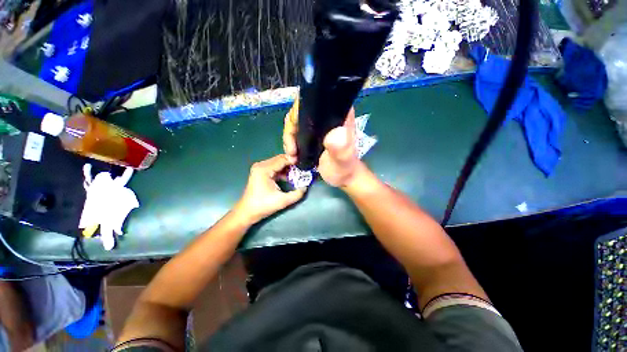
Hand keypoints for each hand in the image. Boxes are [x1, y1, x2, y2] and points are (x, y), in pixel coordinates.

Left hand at [234, 154, 305, 223]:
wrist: (247, 212)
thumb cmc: (263, 206)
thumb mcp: (282, 201)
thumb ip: (296, 194)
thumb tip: (306, 187)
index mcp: (264, 169)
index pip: (282, 159)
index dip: (294, 161)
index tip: (304, 165)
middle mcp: (261, 165)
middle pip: (280, 159)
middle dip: (291, 164)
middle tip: (302, 169)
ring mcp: (260, 168)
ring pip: (278, 162)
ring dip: (287, 167)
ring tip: (298, 173)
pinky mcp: (261, 172)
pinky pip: (275, 167)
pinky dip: (282, 170)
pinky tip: (289, 176)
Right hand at [283, 98, 361, 187]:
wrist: (342, 177)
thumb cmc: (345, 168)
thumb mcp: (343, 160)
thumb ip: (341, 148)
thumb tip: (335, 133)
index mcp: (337, 114)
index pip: (313, 100)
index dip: (298, 111)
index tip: (294, 131)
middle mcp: (327, 116)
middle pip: (300, 112)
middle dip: (290, 130)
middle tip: (292, 150)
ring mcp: (319, 125)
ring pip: (296, 123)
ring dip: (289, 138)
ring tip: (292, 155)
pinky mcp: (313, 134)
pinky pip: (296, 132)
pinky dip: (291, 143)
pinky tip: (292, 154)